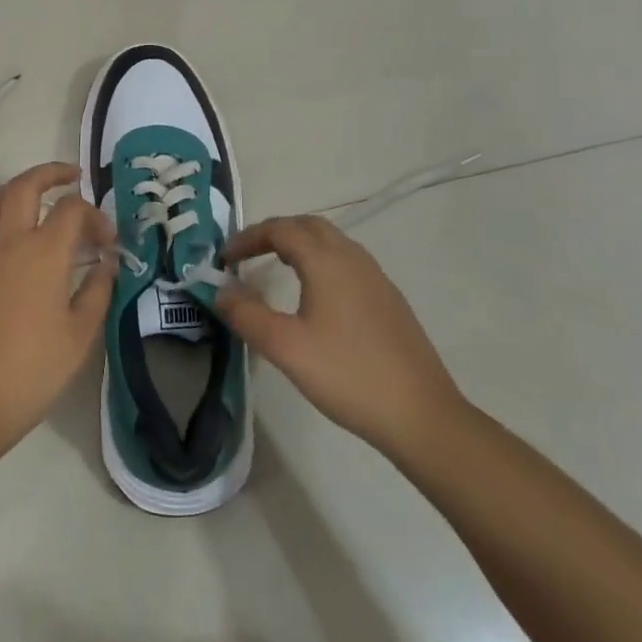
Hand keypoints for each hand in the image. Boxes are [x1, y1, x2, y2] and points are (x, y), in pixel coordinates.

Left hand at [0, 163, 115, 451]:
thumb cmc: (30, 372)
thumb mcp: (79, 336)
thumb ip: (97, 291)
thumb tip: (106, 262)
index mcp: (44, 252)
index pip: (73, 210)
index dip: (95, 216)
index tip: (107, 240)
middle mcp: (7, 240)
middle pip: (26, 186)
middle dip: (51, 173)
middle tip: (71, 176)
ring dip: (17, 189)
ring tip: (34, 195)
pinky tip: (7, 240)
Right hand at [215, 215, 469, 463]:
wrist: (421, 415)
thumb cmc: (347, 375)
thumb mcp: (285, 347)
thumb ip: (246, 314)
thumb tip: (219, 291)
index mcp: (327, 261)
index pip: (281, 229)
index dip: (248, 237)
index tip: (224, 259)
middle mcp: (353, 259)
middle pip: (308, 226)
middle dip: (274, 233)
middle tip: (247, 256)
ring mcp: (376, 278)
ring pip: (331, 242)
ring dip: (299, 245)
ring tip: (275, 269)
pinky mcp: (389, 300)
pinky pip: (347, 263)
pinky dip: (320, 262)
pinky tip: (315, 297)